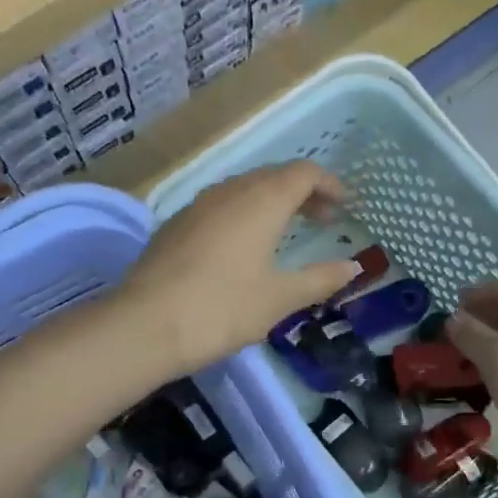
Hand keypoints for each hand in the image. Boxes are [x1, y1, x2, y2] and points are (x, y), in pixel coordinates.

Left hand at [122, 161, 362, 371]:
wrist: (145, 325)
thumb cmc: (223, 308)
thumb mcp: (280, 298)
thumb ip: (320, 279)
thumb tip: (353, 267)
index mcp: (262, 201)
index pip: (303, 173)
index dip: (329, 184)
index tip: (345, 205)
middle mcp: (230, 191)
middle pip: (274, 176)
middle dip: (303, 192)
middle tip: (322, 219)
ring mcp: (198, 205)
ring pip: (244, 189)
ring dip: (271, 202)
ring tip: (285, 231)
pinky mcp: (176, 224)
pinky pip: (221, 205)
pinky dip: (244, 213)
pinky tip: (243, 245)